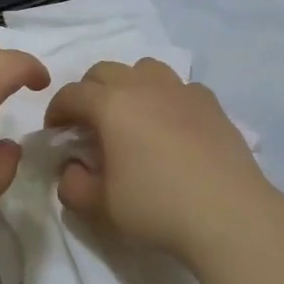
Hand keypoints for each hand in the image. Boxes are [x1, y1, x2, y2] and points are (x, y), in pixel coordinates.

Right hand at [45, 58, 274, 260]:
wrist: (228, 214)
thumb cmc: (157, 207)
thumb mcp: (101, 206)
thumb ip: (73, 185)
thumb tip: (72, 169)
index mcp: (112, 105)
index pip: (72, 93)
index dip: (56, 110)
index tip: (55, 132)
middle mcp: (145, 86)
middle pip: (106, 71)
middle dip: (89, 91)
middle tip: (87, 122)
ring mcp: (182, 91)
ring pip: (145, 69)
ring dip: (129, 84)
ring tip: (131, 115)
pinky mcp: (211, 104)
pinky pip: (180, 87)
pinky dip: (166, 98)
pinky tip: (171, 126)